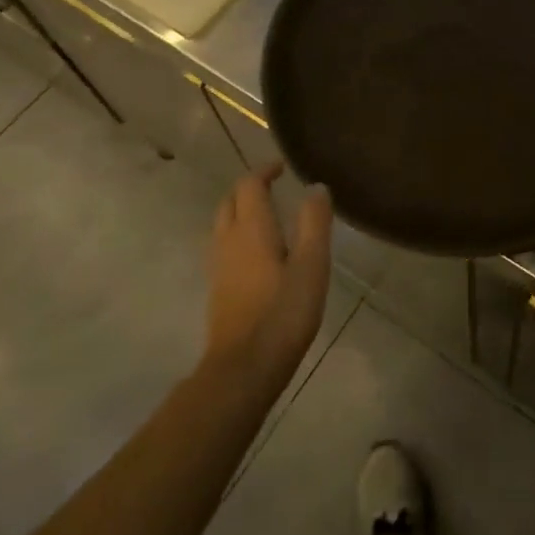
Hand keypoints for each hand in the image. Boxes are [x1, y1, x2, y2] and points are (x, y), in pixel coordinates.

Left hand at [204, 165, 331, 386]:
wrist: (244, 366)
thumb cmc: (283, 312)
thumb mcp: (312, 264)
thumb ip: (314, 222)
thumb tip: (316, 186)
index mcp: (251, 229)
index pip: (249, 185)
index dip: (264, 171)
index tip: (282, 168)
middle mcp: (228, 240)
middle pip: (230, 201)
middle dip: (248, 188)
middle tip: (273, 186)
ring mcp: (218, 265)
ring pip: (223, 224)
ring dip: (240, 210)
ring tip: (267, 214)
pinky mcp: (218, 288)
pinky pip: (223, 245)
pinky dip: (238, 233)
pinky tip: (257, 252)